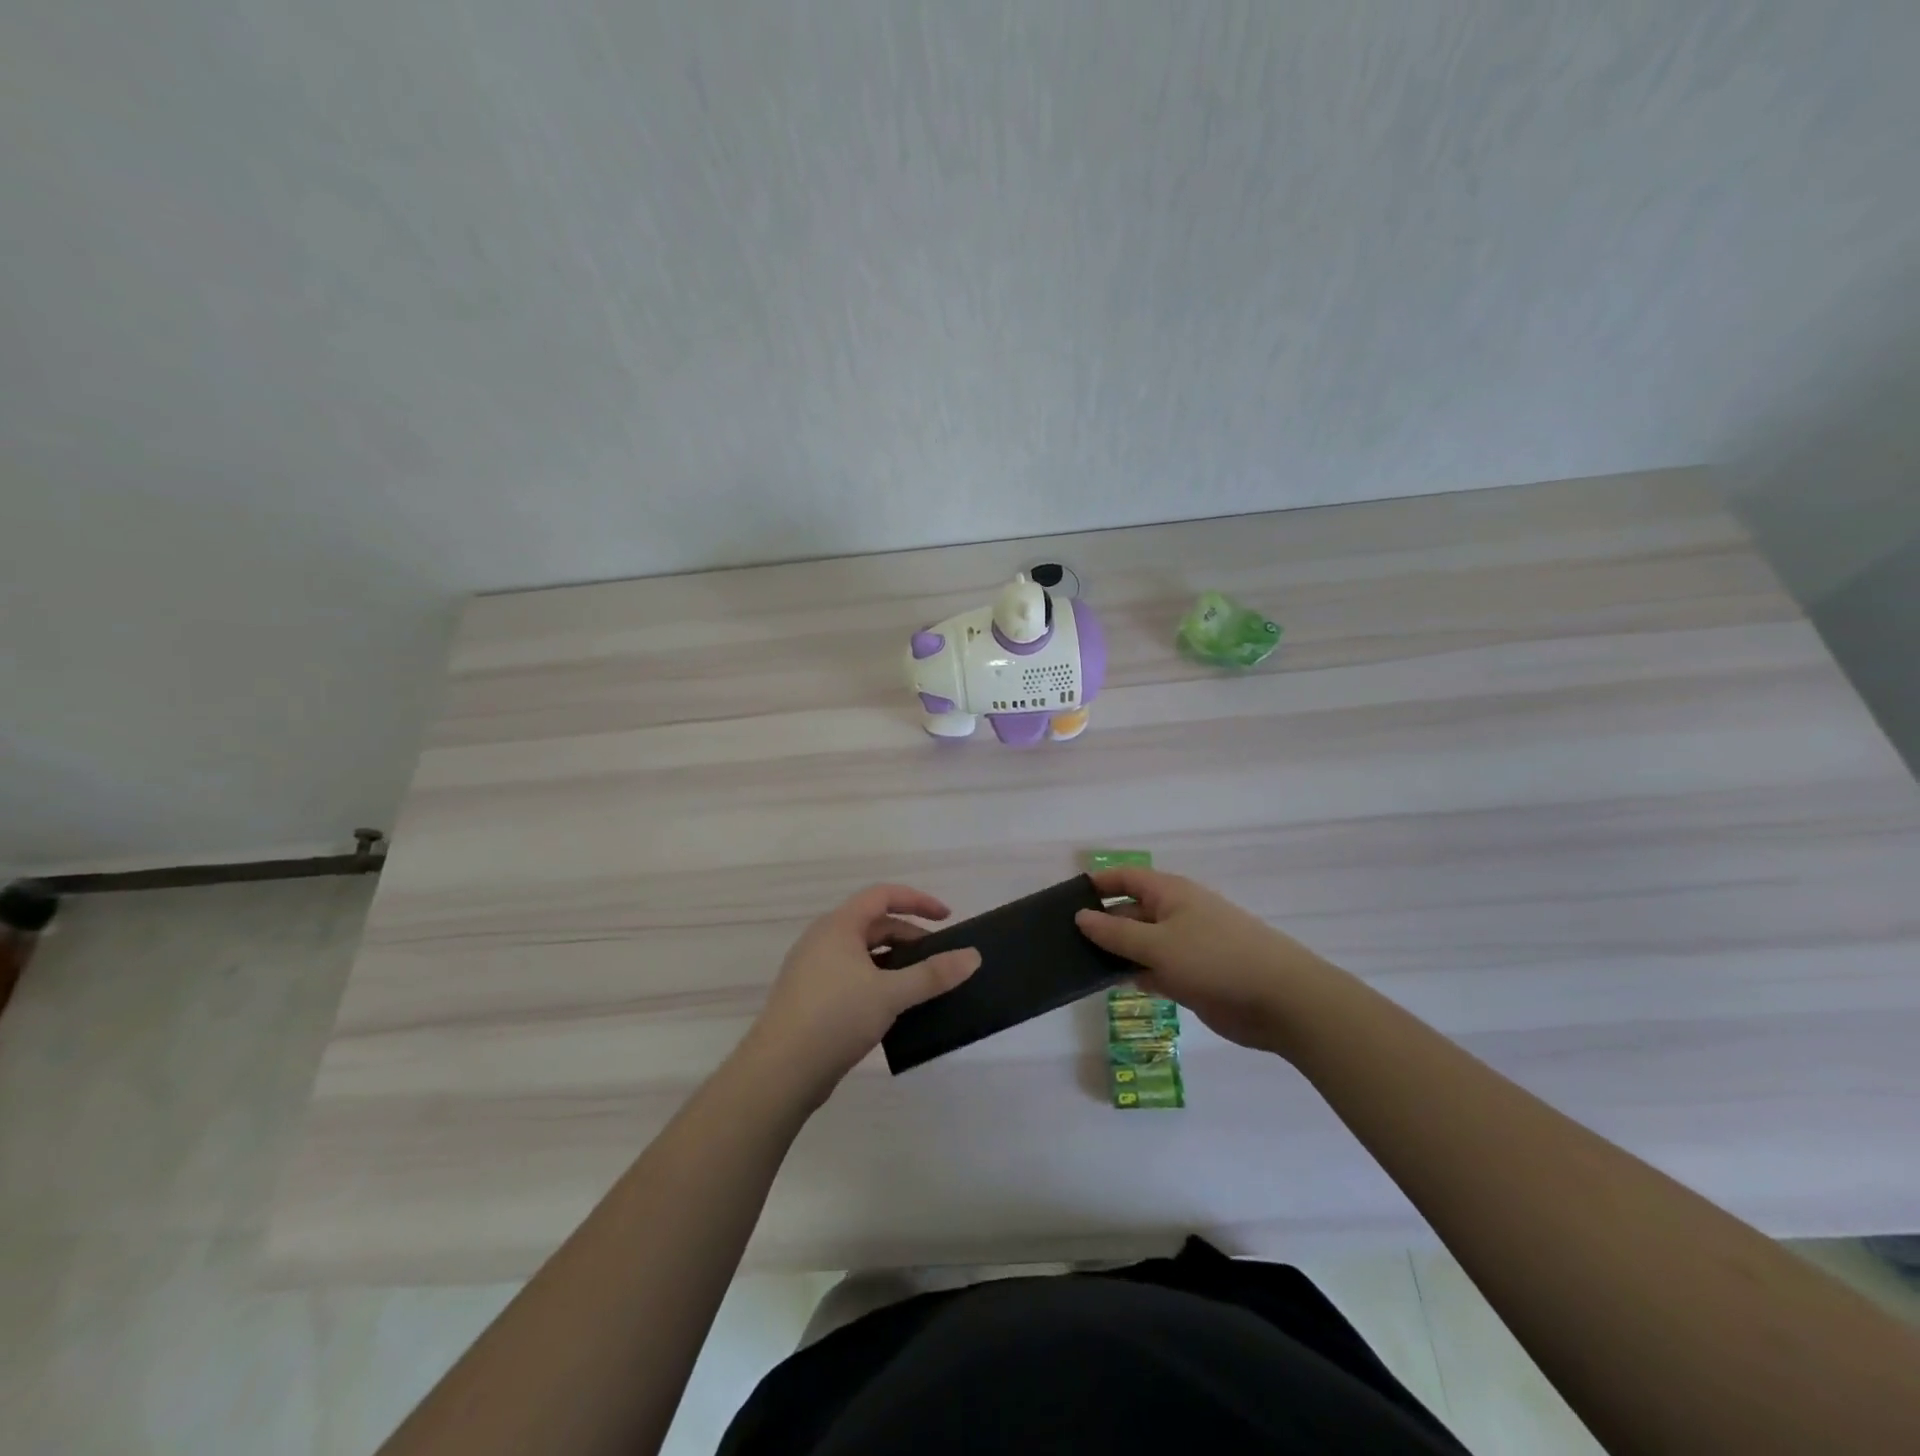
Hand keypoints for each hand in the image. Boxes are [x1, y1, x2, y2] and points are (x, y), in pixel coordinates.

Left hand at [741, 884, 980, 1105]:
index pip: (883, 895)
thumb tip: (973, 956)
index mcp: (838, 926)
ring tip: (920, 985)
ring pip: (862, 954)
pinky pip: (851, 976)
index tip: (947, 918)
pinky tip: (892, 1009)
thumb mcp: (891, 993)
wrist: (779, 1072)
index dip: (918, 901)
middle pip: (874, 924)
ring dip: (894, 963)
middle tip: (938, 960)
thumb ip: (933, 974)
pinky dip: (877, 982)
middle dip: (909, 937)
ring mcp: (813, 969)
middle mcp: (822, 939)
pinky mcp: (809, 998)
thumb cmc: (835, 1017)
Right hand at [1074, 867, 1340, 1054]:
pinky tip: (1110, 986)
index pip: (1126, 878)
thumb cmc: (1215, 959)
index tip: (1065, 898)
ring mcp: (1185, 946)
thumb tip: (1080, 916)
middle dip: (1101, 924)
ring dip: (1116, 953)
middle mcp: (1176, 914)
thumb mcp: (1158, 945)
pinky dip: (1135, 975)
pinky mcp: (1193, 976)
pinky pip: (1154, 970)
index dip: (1098, 884)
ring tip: (1076, 965)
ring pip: (1141, 944)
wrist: (1281, 1000)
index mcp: (1170, 893)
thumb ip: (1116, 934)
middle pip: (1130, 912)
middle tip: (1061, 942)